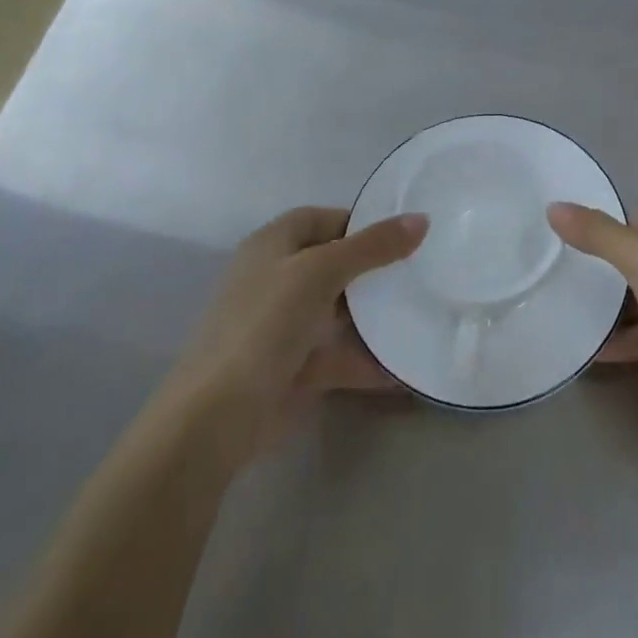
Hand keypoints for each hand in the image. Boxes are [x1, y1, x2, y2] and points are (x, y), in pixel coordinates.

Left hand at [170, 207, 426, 452]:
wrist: (216, 419)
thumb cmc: (265, 324)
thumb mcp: (322, 271)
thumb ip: (373, 246)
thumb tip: (421, 219)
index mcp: (272, 245)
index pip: (320, 219)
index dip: (358, 222)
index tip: (401, 234)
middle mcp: (274, 279)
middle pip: (331, 264)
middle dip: (372, 270)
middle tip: (417, 272)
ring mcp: (281, 327)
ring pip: (335, 312)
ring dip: (372, 316)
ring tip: (418, 312)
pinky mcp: (291, 370)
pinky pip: (336, 355)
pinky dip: (365, 360)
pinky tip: (403, 368)